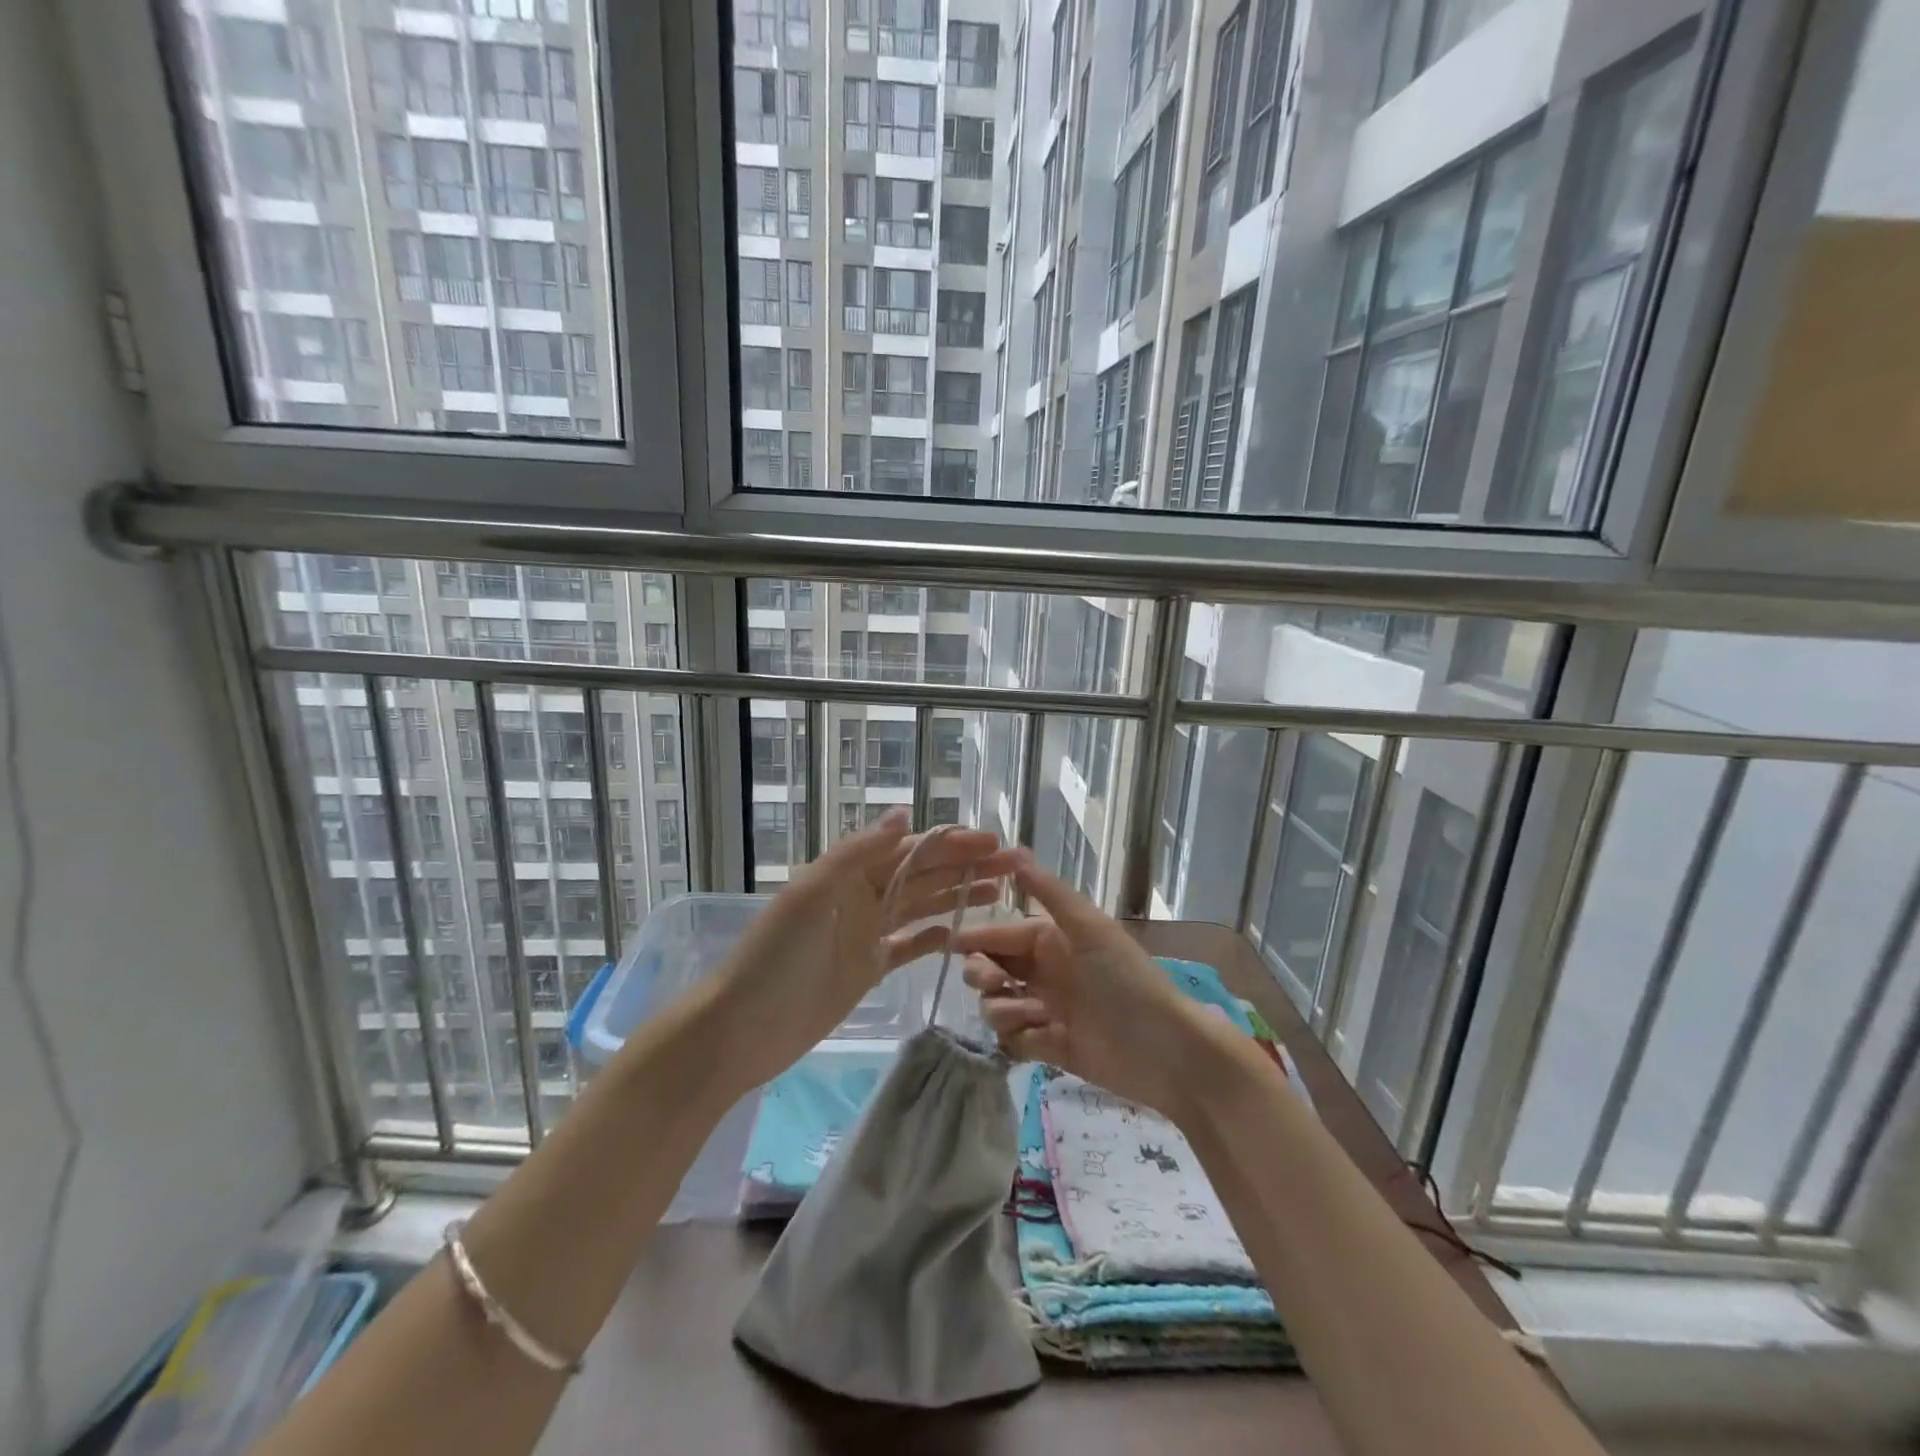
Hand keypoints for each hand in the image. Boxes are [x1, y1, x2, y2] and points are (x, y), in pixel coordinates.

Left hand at [706, 809, 1016, 1093]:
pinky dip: (934, 936)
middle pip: (923, 876)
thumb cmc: (776, 958)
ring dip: (959, 896)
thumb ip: (858, 853)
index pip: (911, 851)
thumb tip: (904, 814)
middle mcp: (861, 896)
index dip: (953, 845)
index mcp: (849, 873)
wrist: (740, 1030)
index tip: (994, 843)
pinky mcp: (866, 968)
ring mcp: (865, 933)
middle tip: (1016, 866)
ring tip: (1003, 892)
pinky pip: (908, 945)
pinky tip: (962, 933)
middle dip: (967, 867)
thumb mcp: (812, 896)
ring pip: (921, 906)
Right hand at [953, 854, 1233, 1120]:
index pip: (1003, 934)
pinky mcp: (1051, 1048)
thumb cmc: (1126, 979)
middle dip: (982, 973)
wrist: (1165, 1049)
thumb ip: (1050, 892)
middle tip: (993, 983)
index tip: (948, 943)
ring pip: (998, 1004)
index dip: (977, 937)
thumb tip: (1015, 850)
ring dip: (1003, 1008)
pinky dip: (1020, 1038)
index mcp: (1053, 941)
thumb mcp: (1089, 928)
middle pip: (992, 968)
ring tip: (1030, 1014)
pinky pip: (1015, 1040)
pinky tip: (1042, 1038)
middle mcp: (1045, 973)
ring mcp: (1047, 1011)